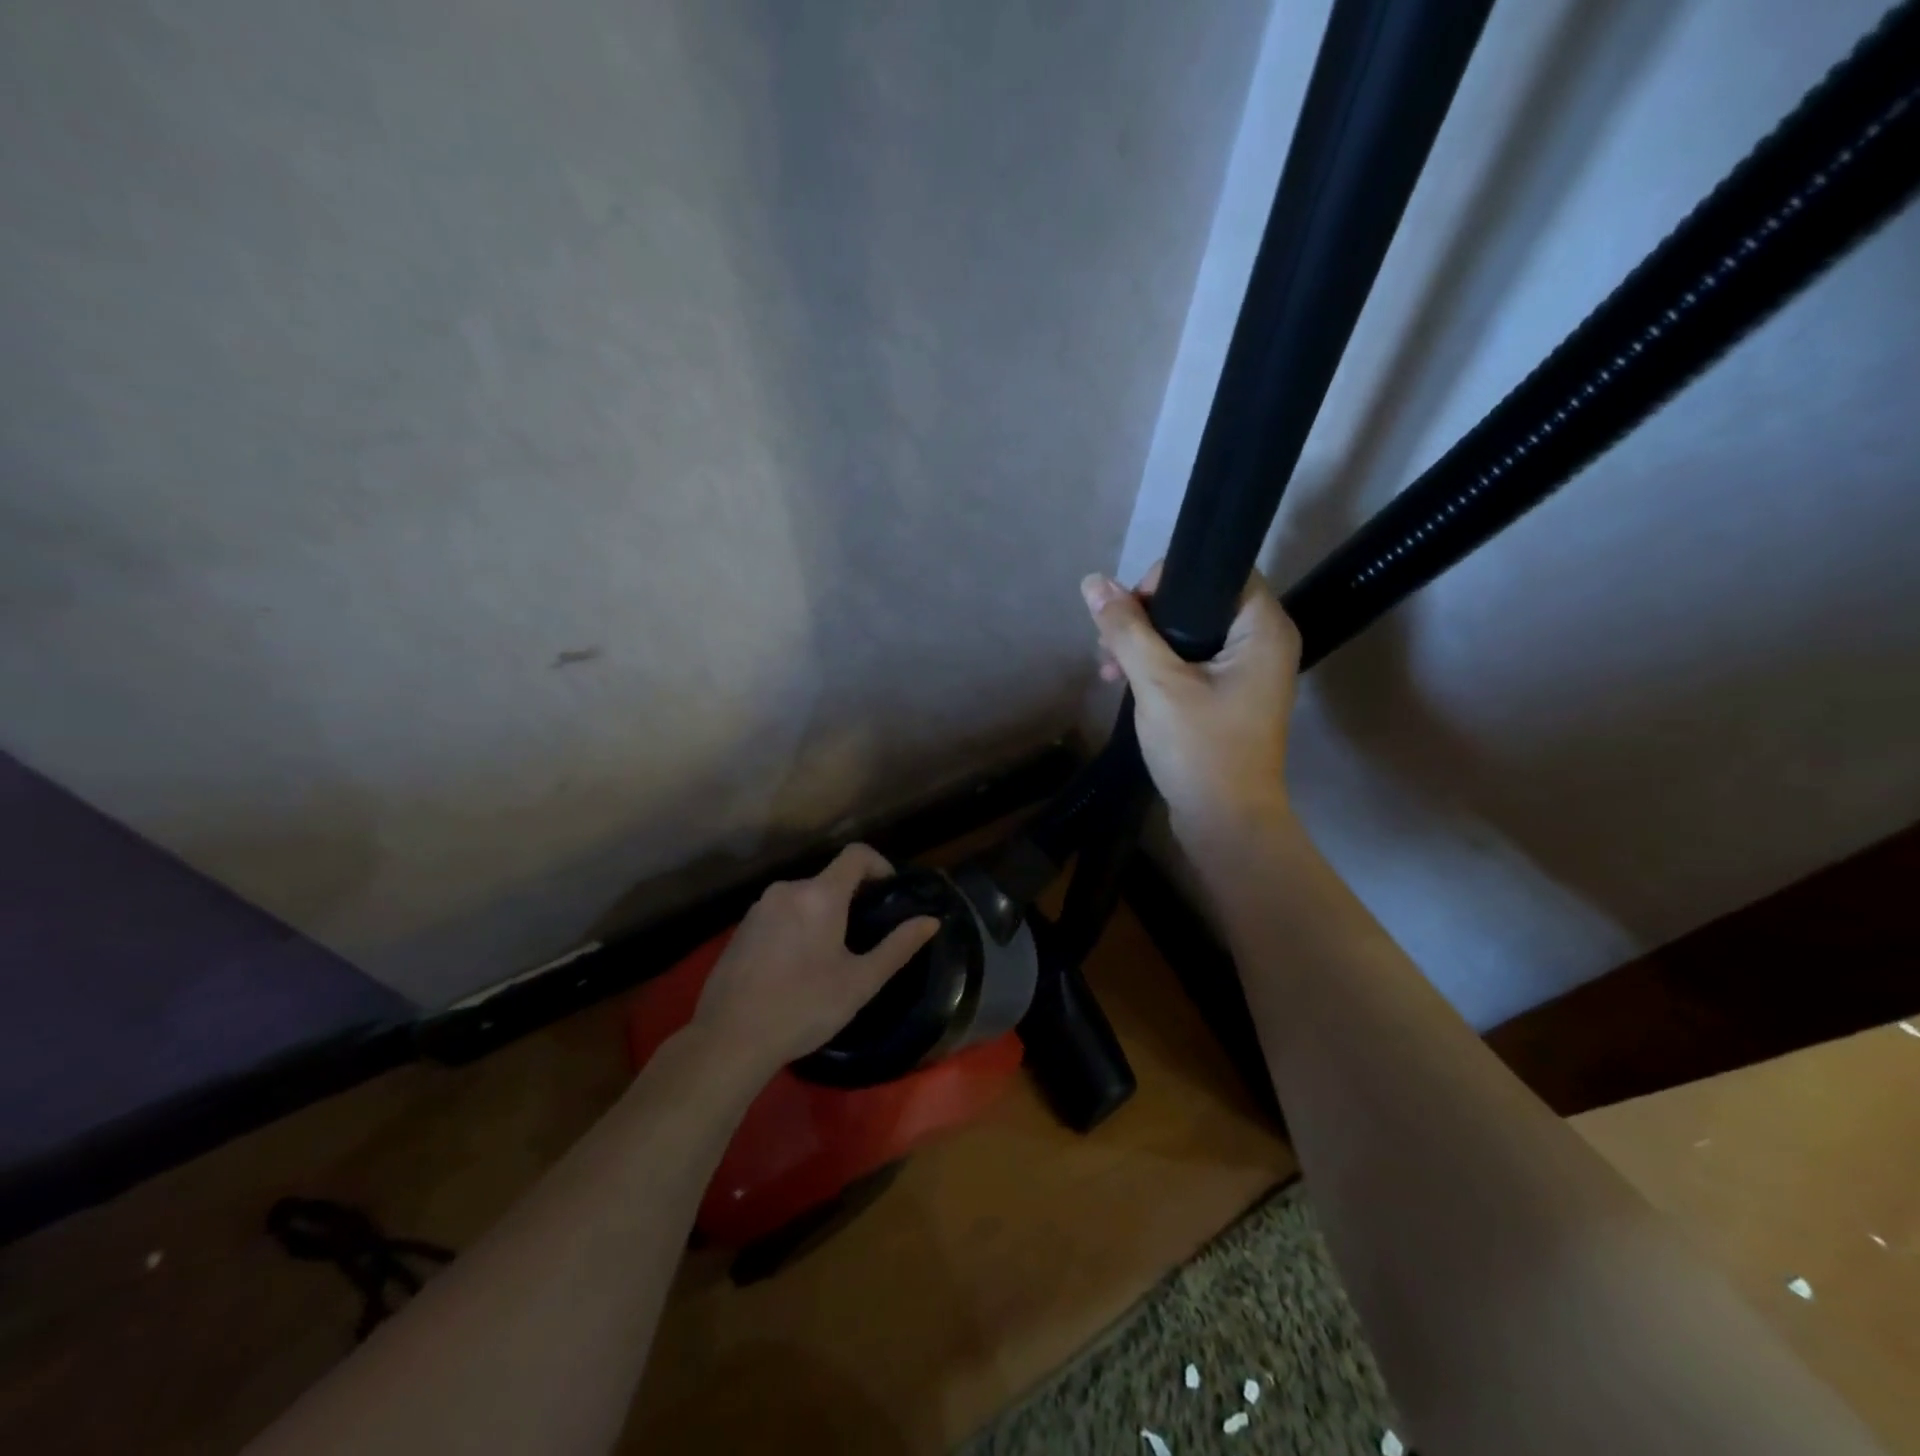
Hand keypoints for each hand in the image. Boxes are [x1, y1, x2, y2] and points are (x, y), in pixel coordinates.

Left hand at [691, 844, 939, 1078]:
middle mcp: (788, 889)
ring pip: (803, 897)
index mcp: (820, 895)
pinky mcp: (741, 928)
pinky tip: (797, 966)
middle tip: (865, 935)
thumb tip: (931, 921)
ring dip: (823, 914)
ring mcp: (759, 908)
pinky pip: (780, 913)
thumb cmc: (804, 1007)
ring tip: (831, 956)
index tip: (890, 893)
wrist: (729, 1039)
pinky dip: (797, 926)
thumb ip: (898, 947)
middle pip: (829, 878)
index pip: (856, 854)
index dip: (879, 865)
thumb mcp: (860, 981)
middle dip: (851, 898)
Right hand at [1081, 563, 1301, 840]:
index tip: (1130, 608)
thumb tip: (1093, 582)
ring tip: (1107, 668)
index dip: (1169, 579)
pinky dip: (1157, 665)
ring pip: (1189, 632)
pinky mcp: (1229, 695)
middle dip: (1146, 616)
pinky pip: (1190, 661)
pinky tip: (1122, 680)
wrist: (1224, 822)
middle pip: (1198, 601)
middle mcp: (1263, 642)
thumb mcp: (1157, 683)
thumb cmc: (1200, 748)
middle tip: (1109, 642)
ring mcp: (1247, 671)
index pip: (1218, 571)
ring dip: (1144, 642)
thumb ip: (1126, 629)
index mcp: (1262, 628)